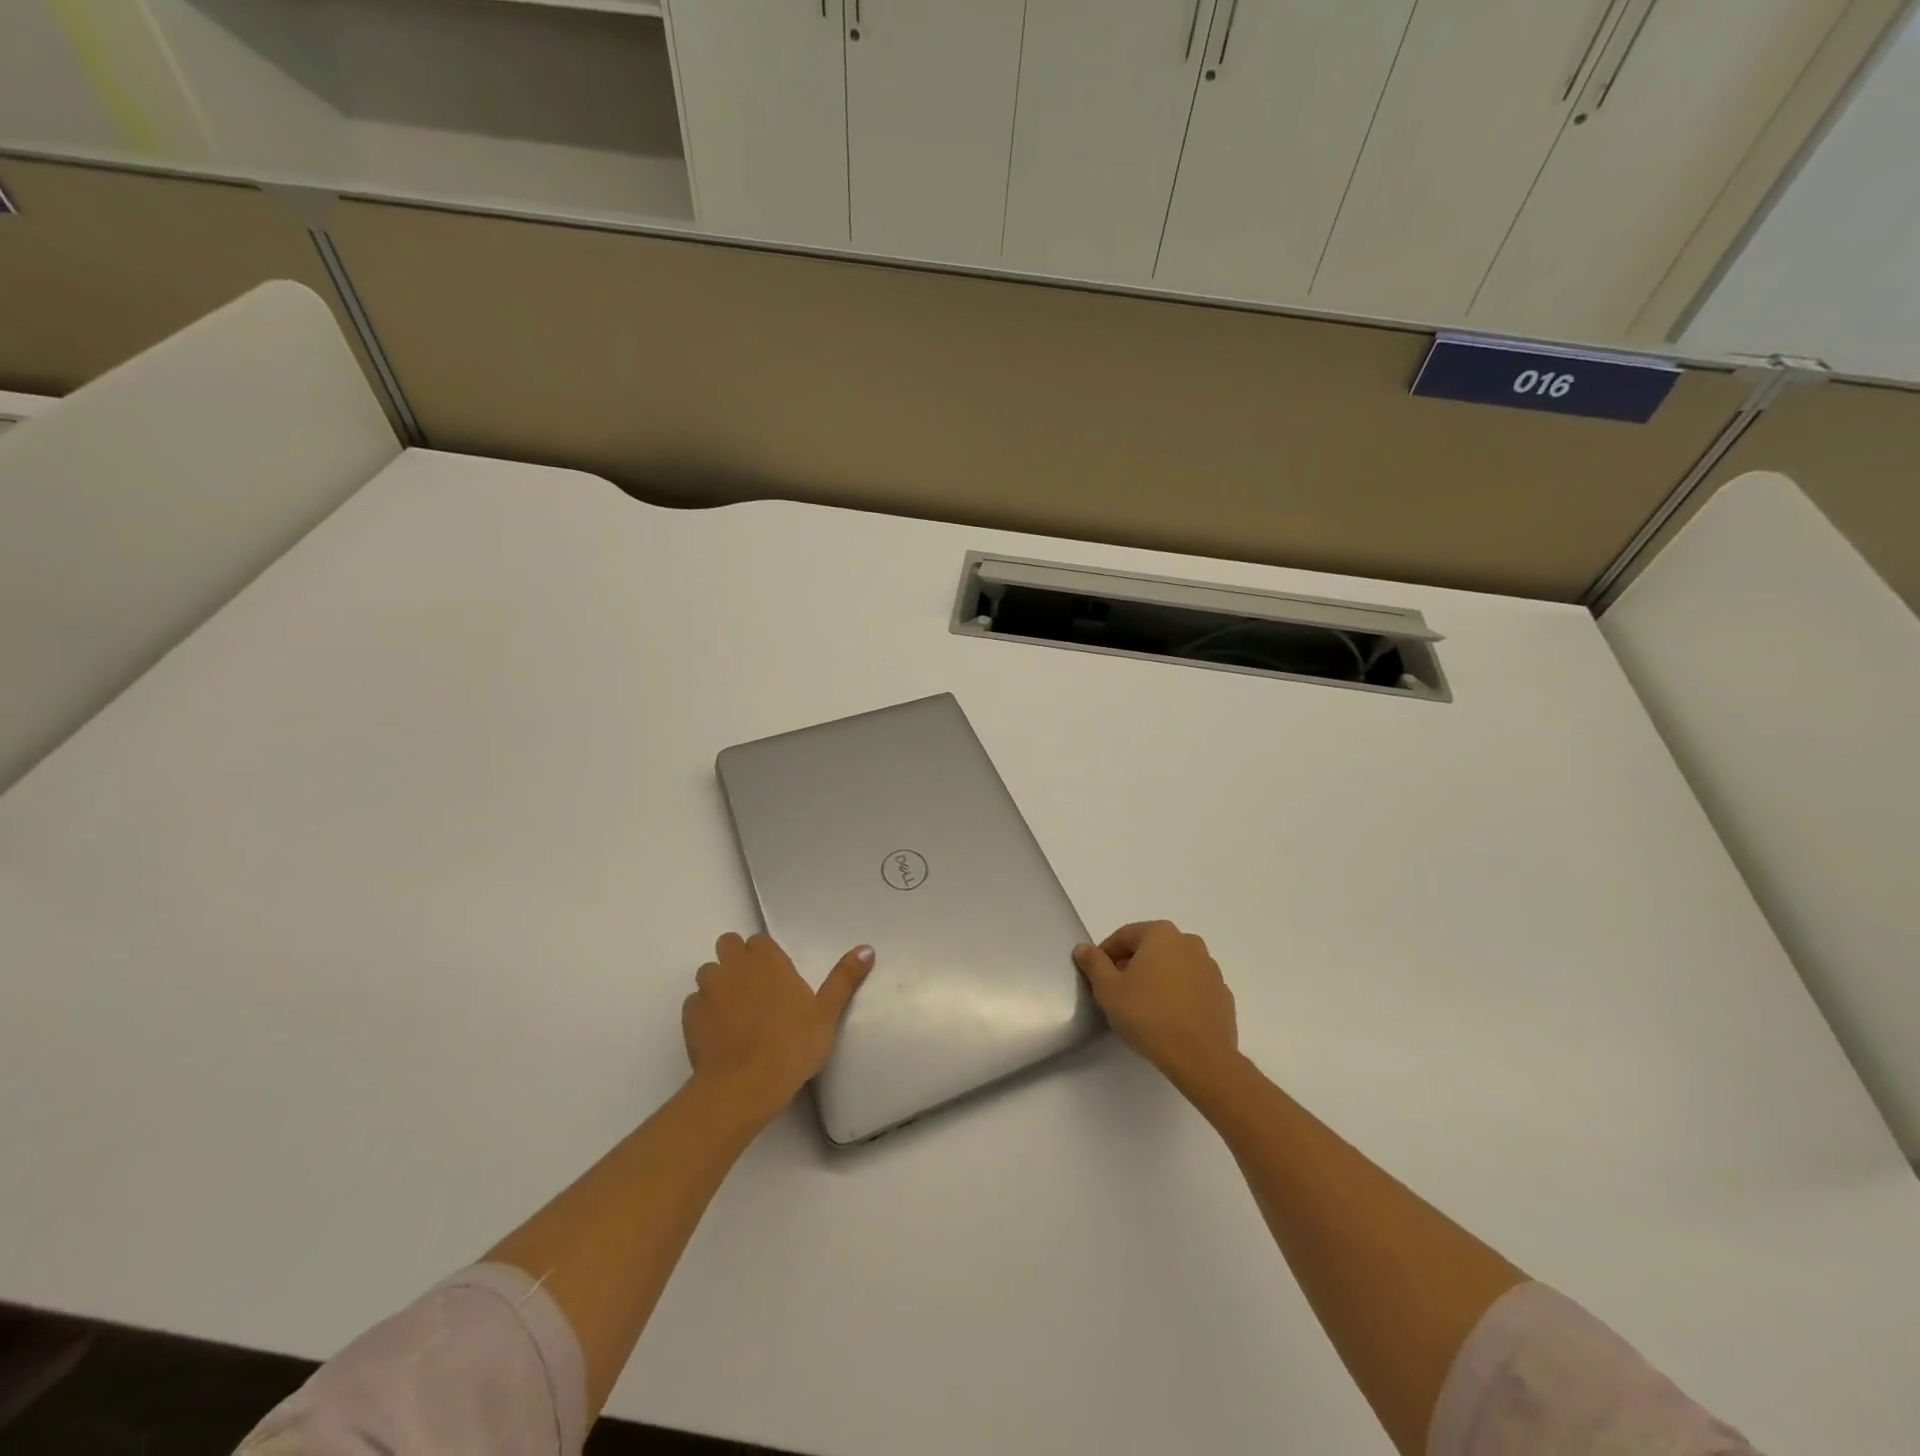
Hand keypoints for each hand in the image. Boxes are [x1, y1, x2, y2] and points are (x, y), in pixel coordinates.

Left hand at [683, 933, 874, 1124]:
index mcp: (767, 961)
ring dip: (719, 983)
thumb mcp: (827, 1012)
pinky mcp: (689, 1017)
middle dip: (736, 959)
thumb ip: (845, 978)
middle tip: (754, 987)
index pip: (759, 940)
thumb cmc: (792, 1045)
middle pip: (728, 945)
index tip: (775, 975)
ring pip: (708, 972)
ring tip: (735, 1010)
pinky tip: (718, 1031)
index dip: (765, 954)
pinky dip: (704, 1011)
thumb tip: (867, 948)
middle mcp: (735, 967)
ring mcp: (708, 991)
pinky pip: (694, 1003)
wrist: (744, 1086)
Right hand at [1075, 921, 1237, 1087]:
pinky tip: (1168, 1019)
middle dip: (1132, 966)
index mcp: (1161, 934)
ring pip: (1173, 967)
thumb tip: (1083, 948)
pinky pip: (1192, 988)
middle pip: (1150, 949)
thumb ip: (1093, 963)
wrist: (1200, 1057)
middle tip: (1118, 993)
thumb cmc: (1148, 1015)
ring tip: (1143, 1008)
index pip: (1124, 936)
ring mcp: (1210, 969)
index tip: (1098, 978)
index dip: (1105, 955)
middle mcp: (1189, 943)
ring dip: (1157, 980)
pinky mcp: (1222, 995)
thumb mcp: (1108, 989)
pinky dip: (1178, 996)